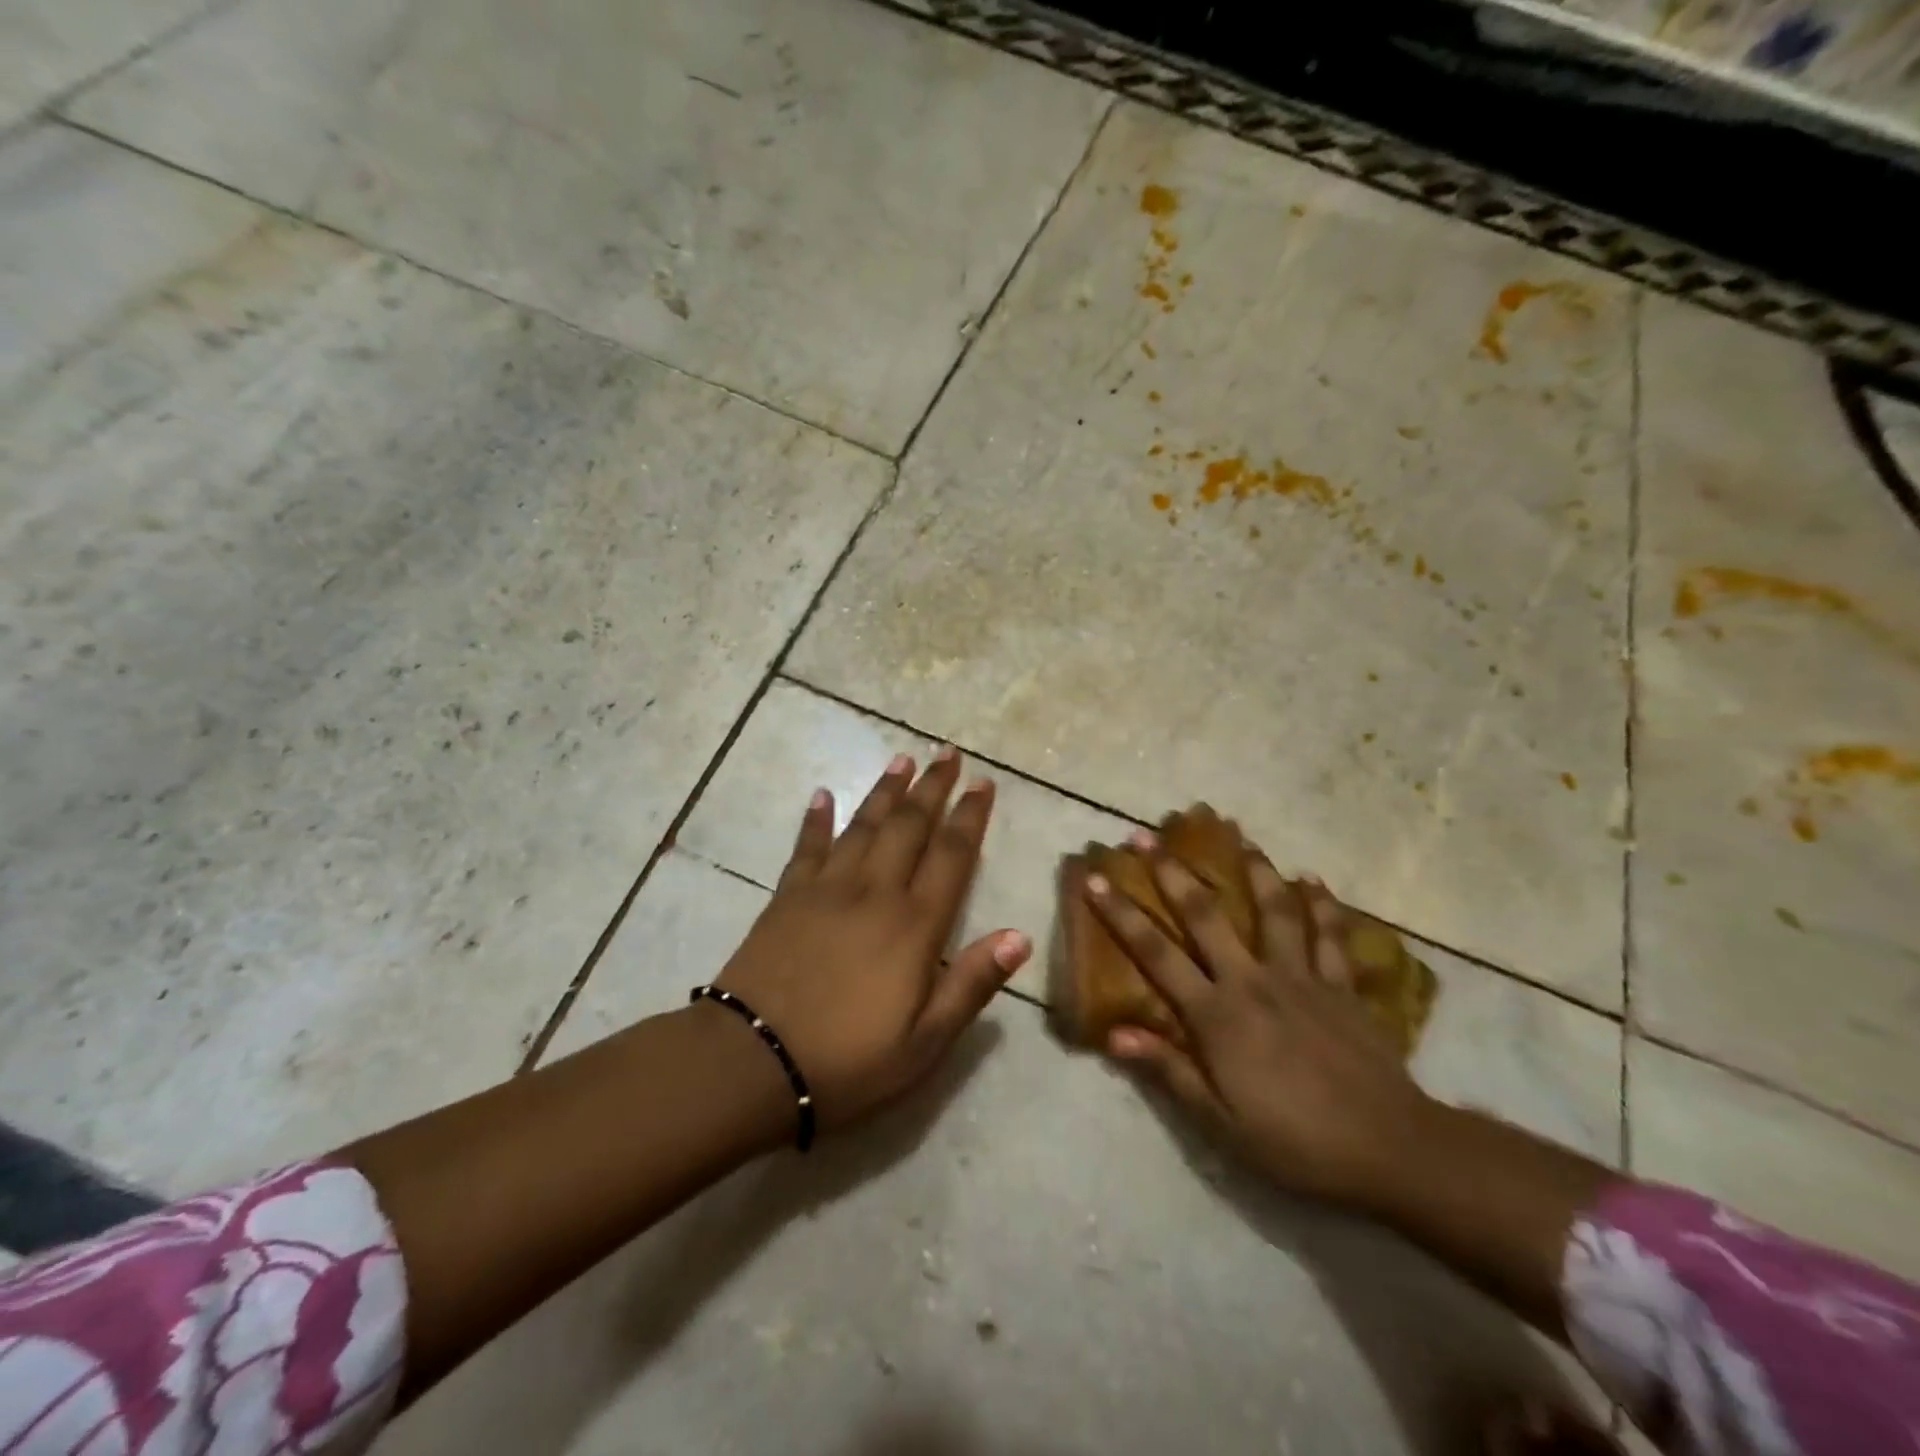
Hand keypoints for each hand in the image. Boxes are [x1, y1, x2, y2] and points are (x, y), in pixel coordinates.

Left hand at [715, 749, 1030, 1132]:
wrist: (751, 1063)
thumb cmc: (847, 1061)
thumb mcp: (926, 1042)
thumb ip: (973, 984)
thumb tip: (1021, 936)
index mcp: (914, 925)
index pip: (952, 855)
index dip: (970, 816)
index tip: (983, 783)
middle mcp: (874, 892)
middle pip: (909, 825)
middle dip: (932, 786)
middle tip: (947, 752)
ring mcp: (826, 889)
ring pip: (863, 825)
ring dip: (885, 790)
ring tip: (902, 760)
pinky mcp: (787, 896)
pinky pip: (807, 846)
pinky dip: (816, 819)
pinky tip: (822, 795)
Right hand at [1085, 834, 1434, 1208]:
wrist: (1391, 1150)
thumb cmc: (1296, 1142)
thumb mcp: (1221, 1123)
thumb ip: (1169, 1071)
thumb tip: (1115, 1034)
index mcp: (1217, 1014)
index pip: (1156, 955)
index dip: (1121, 915)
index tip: (1096, 879)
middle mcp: (1253, 981)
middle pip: (1205, 915)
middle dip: (1172, 872)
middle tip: (1149, 836)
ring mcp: (1301, 977)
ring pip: (1274, 910)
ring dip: (1254, 871)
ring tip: (1241, 838)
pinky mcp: (1342, 986)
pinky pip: (1330, 936)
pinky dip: (1322, 906)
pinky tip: (1313, 881)